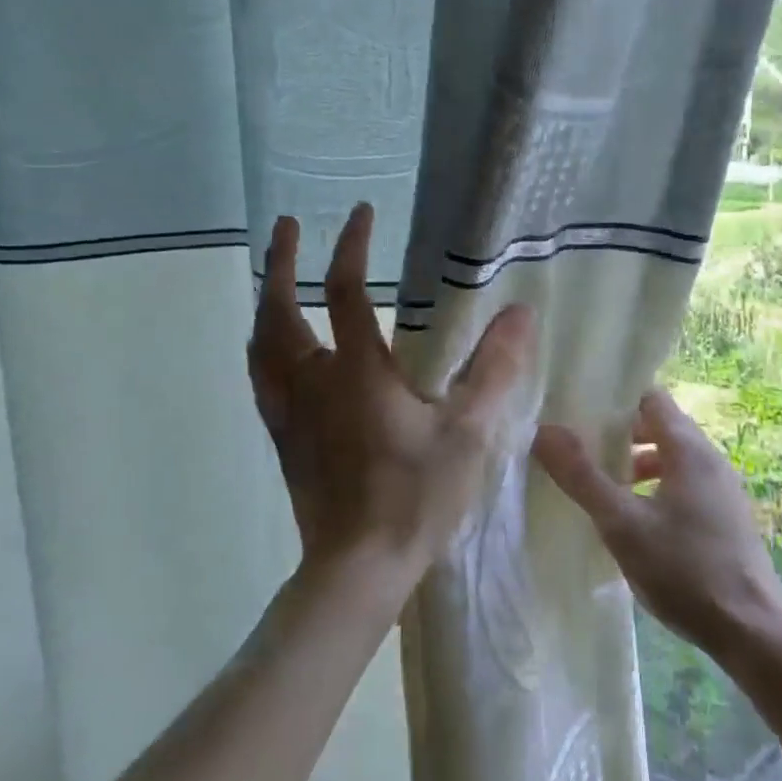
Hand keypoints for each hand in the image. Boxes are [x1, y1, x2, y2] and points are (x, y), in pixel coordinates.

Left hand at [248, 205, 535, 590]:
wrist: (357, 568)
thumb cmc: (414, 497)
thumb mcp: (467, 433)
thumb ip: (495, 371)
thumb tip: (520, 313)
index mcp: (355, 373)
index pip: (345, 292)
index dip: (350, 246)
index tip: (360, 212)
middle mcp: (311, 382)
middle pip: (279, 310)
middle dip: (281, 262)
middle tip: (285, 227)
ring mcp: (289, 411)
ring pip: (260, 343)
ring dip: (265, 301)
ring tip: (274, 278)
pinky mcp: (282, 437)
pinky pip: (261, 376)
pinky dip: (263, 346)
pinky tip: (273, 348)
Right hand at [533, 388, 781, 655]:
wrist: (753, 635)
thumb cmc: (685, 570)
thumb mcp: (622, 524)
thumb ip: (581, 476)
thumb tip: (543, 431)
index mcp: (688, 449)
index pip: (650, 396)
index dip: (615, 398)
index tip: (579, 408)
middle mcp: (709, 459)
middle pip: (659, 425)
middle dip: (619, 432)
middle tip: (580, 447)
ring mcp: (721, 489)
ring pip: (670, 457)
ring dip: (635, 463)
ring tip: (600, 485)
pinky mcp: (724, 518)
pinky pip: (682, 483)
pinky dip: (654, 487)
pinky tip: (632, 519)